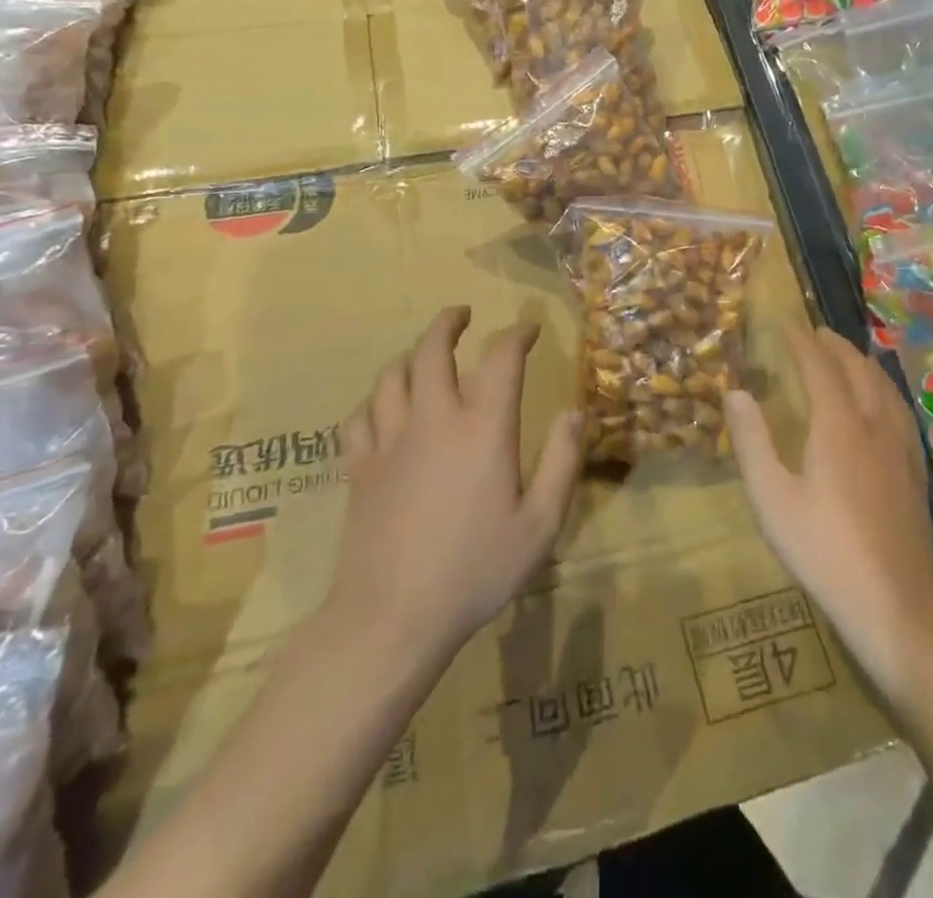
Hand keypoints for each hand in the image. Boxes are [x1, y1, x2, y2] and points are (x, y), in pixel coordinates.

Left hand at [323, 307, 584, 660]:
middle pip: (432, 349)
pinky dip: (373, 402)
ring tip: (422, 355)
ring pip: (391, 376)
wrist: (392, 618)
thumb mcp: (540, 525)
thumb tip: (573, 412)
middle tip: (462, 315)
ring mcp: (389, 441)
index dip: (517, 334)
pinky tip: (382, 409)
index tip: (528, 330)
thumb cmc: (475, 570)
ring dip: (410, 356)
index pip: (501, 358)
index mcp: (482, 428)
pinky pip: (359, 417)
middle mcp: (433, 419)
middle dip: (448, 323)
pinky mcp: (359, 467)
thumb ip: (562, 463)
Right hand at [726, 323, 932, 699]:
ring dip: (862, 362)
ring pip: (884, 386)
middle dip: (835, 345)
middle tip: (814, 333)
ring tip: (845, 355)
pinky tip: (880, 402)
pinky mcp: (914, 469)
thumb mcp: (771, 497)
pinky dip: (882, 387)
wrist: (894, 602)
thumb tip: (735, 392)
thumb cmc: (823, 548)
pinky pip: (899, 408)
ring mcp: (901, 446)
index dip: (801, 341)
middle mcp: (874, 424)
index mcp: (838, 425)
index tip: (786, 323)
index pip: (820, 366)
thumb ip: (752, 441)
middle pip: (857, 369)